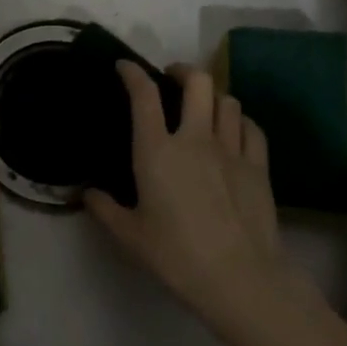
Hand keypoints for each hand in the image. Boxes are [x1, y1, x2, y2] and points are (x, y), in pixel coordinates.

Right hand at [86, 63, 289, 335]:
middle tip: (172, 78)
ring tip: (204, 105)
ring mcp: (231, 149)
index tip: (125, 67)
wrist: (240, 278)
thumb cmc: (177, 255)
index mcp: (157, 150)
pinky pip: (251, 127)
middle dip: (182, 71)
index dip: (133, 73)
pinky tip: (234, 130)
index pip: (144, 95)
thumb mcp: (131, 236)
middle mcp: (195, 138)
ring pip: (227, 100)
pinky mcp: (258, 166)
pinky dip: (240, 121)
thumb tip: (88, 193)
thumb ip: (105, 210)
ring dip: (212, 95)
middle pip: (197, 82)